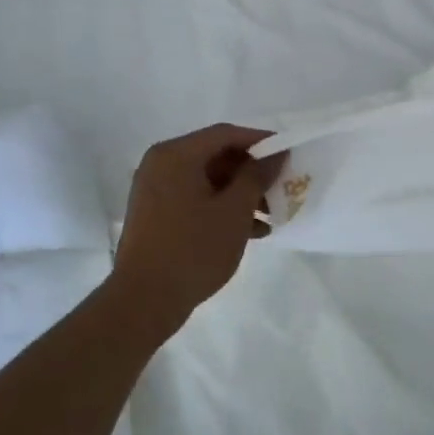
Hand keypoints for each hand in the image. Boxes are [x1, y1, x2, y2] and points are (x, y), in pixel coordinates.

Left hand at [112, 124, 286, 330]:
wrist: (144, 301)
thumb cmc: (193, 249)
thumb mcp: (234, 211)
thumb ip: (257, 176)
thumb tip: (276, 153)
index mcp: (176, 155)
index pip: (225, 134)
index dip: (260, 141)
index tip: (289, 154)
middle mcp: (161, 164)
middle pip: (216, 156)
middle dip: (252, 172)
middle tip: (281, 188)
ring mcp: (156, 190)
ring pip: (208, 180)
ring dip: (241, 194)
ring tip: (271, 216)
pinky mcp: (157, 214)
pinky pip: (196, 199)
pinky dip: (222, 209)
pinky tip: (251, 231)